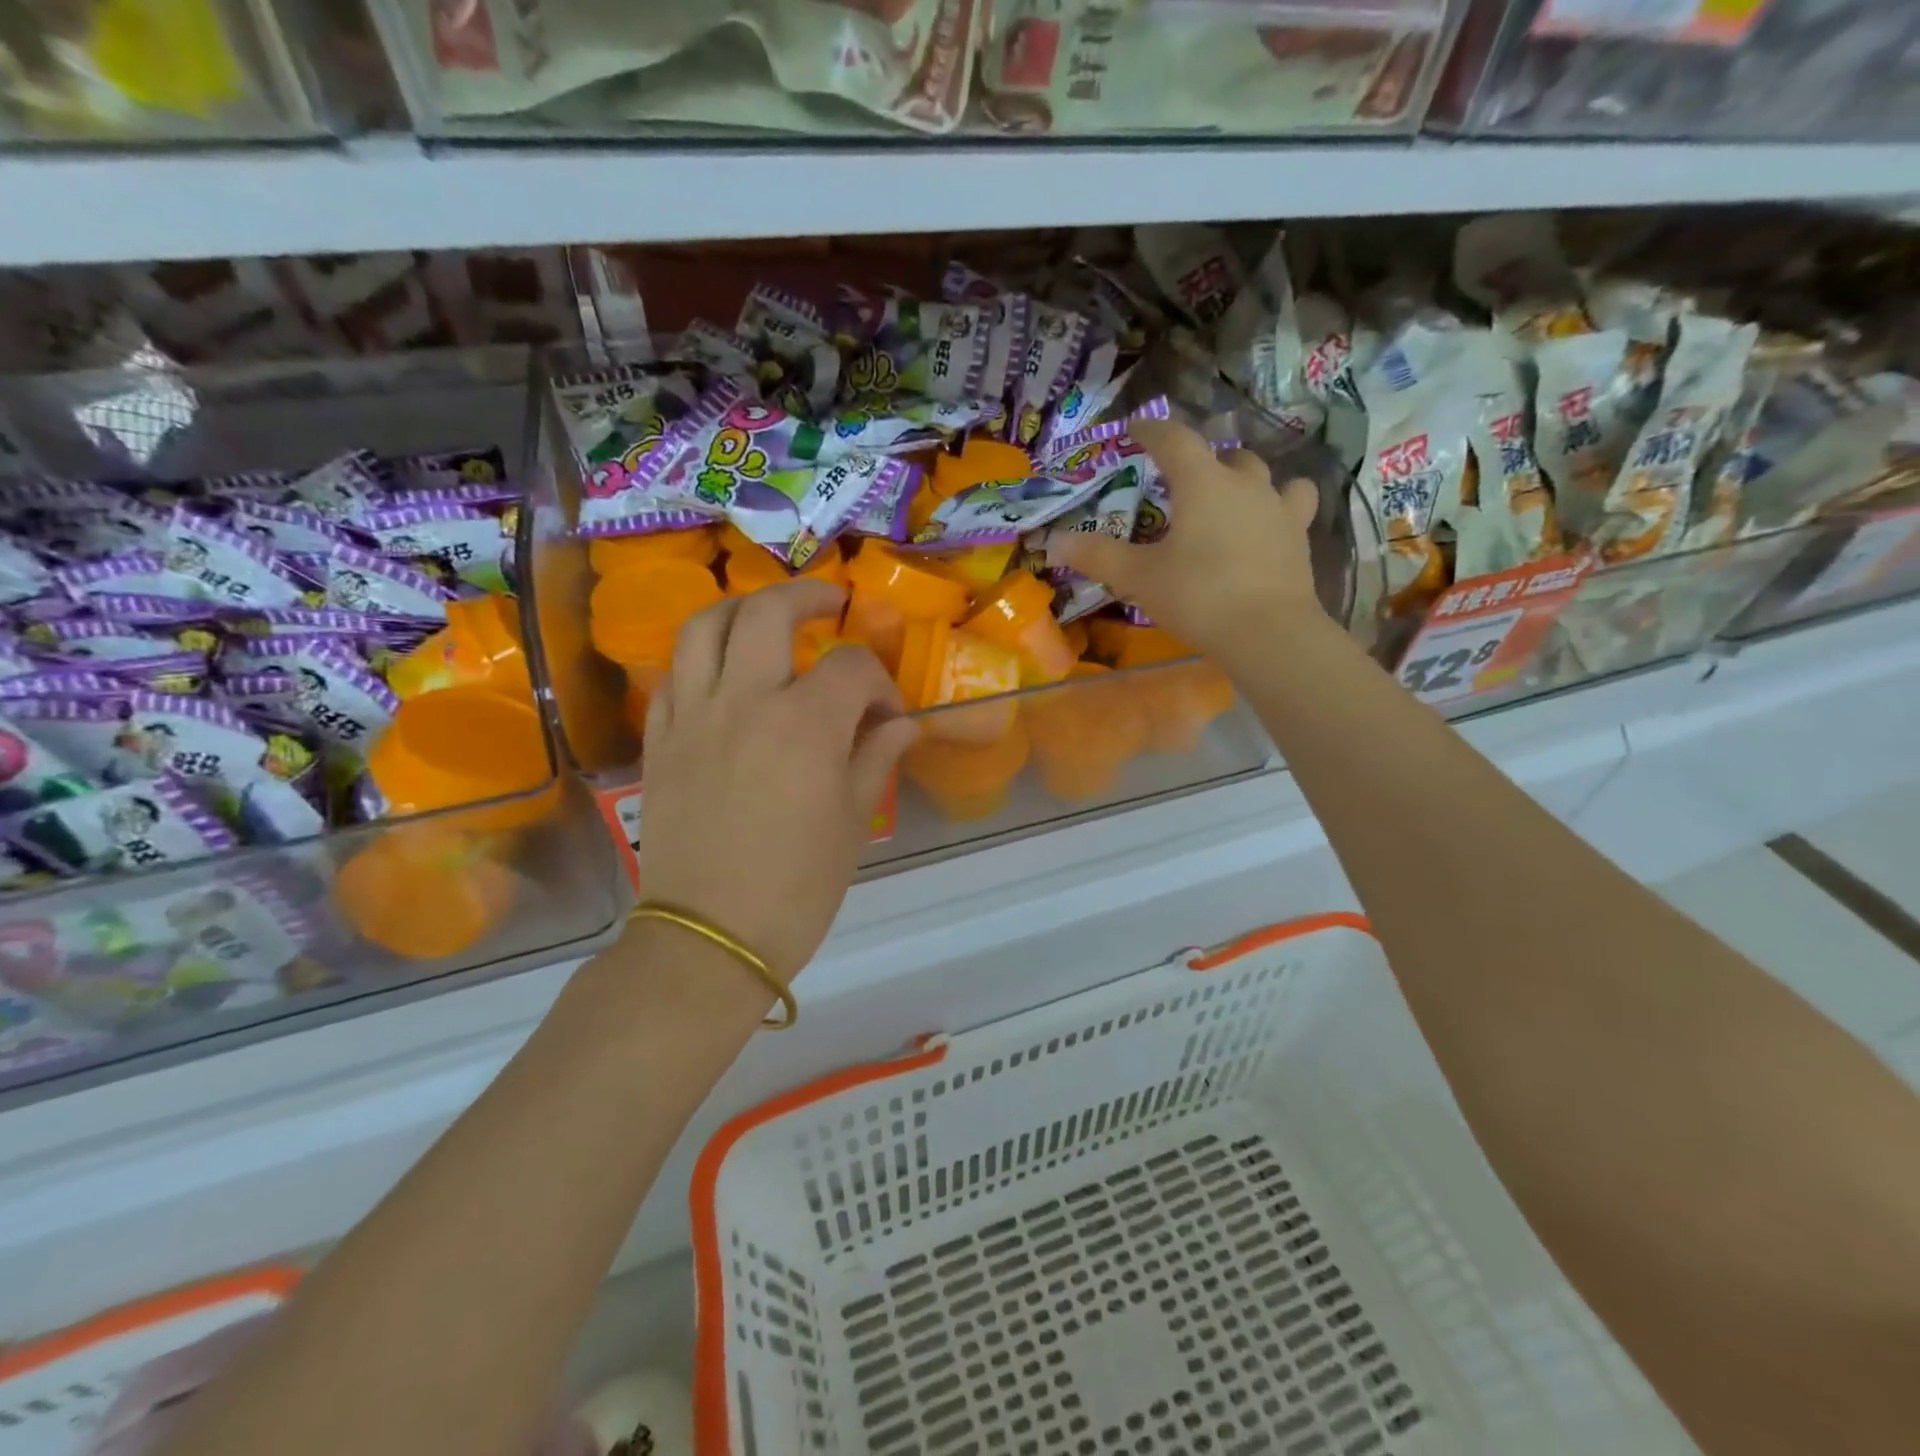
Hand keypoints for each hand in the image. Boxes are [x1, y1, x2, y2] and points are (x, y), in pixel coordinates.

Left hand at [637, 580, 917, 981]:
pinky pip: (674, 674)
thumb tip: (901, 725)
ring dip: (741, 609)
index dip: (879, 682)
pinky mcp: (659, 740)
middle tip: (829, 604)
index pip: (850, 667)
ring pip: (705, 626)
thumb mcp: (854, 820)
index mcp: (805, 723)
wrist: (711, 935)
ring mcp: (693, 716)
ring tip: (766, 619)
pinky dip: (702, 658)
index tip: (887, 715)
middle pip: (768, 613)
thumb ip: (877, 758)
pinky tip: (723, 675)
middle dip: (807, 597)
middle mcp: (744, 701)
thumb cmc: (798, 885)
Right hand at [1042, 418, 1320, 656]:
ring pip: (1266, 476)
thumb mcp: (1139, 577)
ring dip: (1245, 479)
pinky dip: (1279, 508)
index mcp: (1203, 483)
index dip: (1152, 430)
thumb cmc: (1198, 596)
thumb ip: (1097, 556)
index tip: (1136, 429)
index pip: (1174, 439)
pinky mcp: (1299, 538)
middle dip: (1203, 460)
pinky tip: (1267, 526)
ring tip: (1229, 498)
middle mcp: (1245, 484)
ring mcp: (1279, 509)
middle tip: (1182, 481)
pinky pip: (1293, 507)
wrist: (1268, 632)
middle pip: (1225, 455)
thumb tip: (1053, 541)